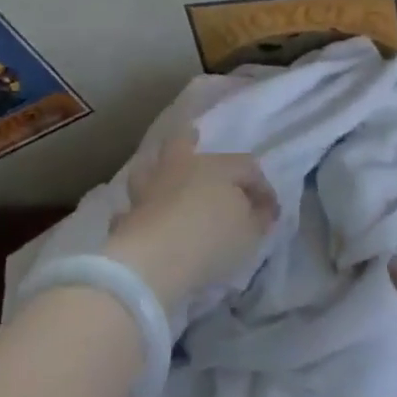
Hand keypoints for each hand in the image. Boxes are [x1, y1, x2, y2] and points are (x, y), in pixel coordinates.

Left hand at [102, 129, 277, 310]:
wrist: (156, 259)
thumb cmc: (212, 237)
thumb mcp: (250, 232)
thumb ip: (258, 218)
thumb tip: (262, 209)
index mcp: (217, 166)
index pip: (245, 167)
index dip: (261, 186)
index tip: (270, 210)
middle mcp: (181, 169)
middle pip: (182, 144)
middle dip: (189, 140)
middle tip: (192, 137)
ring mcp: (149, 191)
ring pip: (148, 169)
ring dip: (155, 171)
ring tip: (159, 178)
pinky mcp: (126, 219)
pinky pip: (130, 211)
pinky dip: (135, 214)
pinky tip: (139, 220)